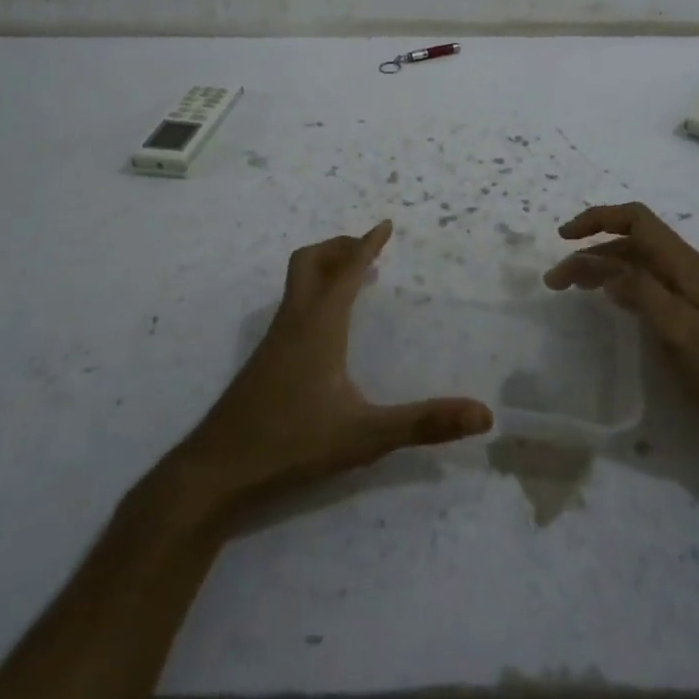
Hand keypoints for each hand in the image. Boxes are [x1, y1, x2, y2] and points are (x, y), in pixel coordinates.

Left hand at [171, 220, 492, 524]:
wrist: (215, 473)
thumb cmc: (290, 444)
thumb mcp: (365, 436)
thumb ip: (423, 423)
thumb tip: (484, 415)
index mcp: (319, 326)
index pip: (346, 271)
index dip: (366, 245)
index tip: (386, 225)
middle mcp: (294, 323)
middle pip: (310, 262)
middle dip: (339, 246)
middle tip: (367, 248)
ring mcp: (274, 342)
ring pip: (297, 283)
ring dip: (326, 268)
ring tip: (355, 280)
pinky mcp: (264, 361)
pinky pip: (293, 306)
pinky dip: (315, 294)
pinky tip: (328, 329)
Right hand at [542, 203, 698, 448]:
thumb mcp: (677, 327)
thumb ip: (640, 291)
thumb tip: (604, 267)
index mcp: (686, 264)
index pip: (637, 220)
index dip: (598, 219)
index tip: (564, 238)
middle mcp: (689, 268)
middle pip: (633, 243)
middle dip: (592, 251)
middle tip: (557, 280)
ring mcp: (694, 290)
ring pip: (640, 264)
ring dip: (604, 268)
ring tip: (574, 288)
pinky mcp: (694, 312)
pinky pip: (650, 284)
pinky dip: (621, 285)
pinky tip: (610, 302)